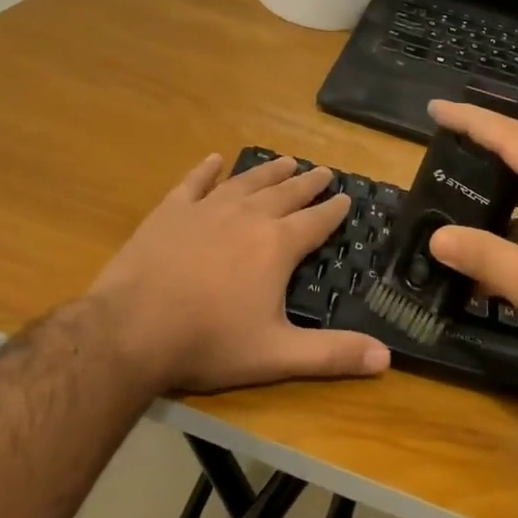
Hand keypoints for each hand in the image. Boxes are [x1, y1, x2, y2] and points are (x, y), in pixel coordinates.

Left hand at [88, 153, 390, 396]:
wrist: (131, 330)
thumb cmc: (209, 342)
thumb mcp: (277, 355)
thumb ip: (332, 355)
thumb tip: (387, 359)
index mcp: (276, 246)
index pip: (315, 221)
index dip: (334, 209)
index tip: (347, 196)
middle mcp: (247, 217)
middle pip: (285, 193)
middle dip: (308, 182)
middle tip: (324, 170)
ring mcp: (206, 209)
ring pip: (246, 182)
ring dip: (269, 171)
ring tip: (286, 161)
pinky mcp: (170, 211)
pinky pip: (194, 183)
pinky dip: (206, 170)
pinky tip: (215, 159)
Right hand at [425, 100, 517, 406]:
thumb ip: (485, 258)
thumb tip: (436, 238)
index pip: (516, 140)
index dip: (473, 121)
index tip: (436, 109)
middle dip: (480, 158)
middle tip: (436, 157)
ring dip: (495, 208)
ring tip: (450, 210)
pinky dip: (513, 239)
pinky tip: (483, 265)